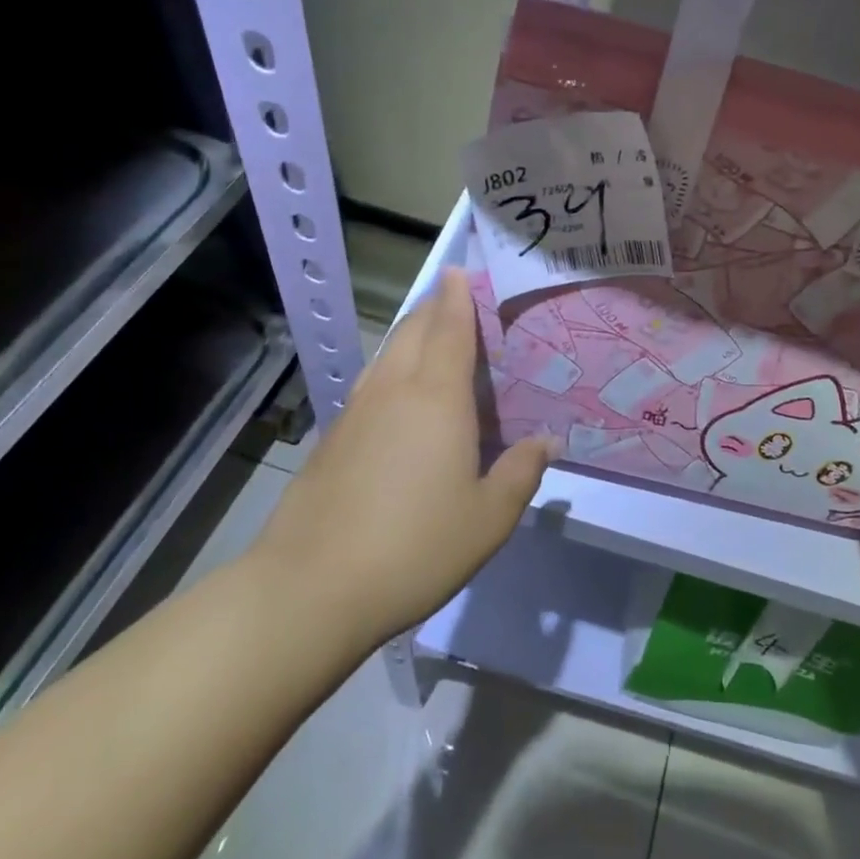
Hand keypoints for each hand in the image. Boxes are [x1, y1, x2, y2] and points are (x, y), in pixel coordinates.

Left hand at [247, 268, 552, 645]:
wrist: (311, 588)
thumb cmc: (415, 547)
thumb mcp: (489, 518)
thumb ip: (521, 472)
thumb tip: (548, 440)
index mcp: (437, 398)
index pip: (449, 328)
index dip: (457, 296)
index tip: (461, 271)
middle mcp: (394, 390)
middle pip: (413, 330)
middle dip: (434, 307)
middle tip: (456, 301)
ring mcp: (356, 412)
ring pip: (386, 354)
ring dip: (410, 335)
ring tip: (430, 338)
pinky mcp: (332, 438)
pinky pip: (371, 383)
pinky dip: (392, 369)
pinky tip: (399, 397)